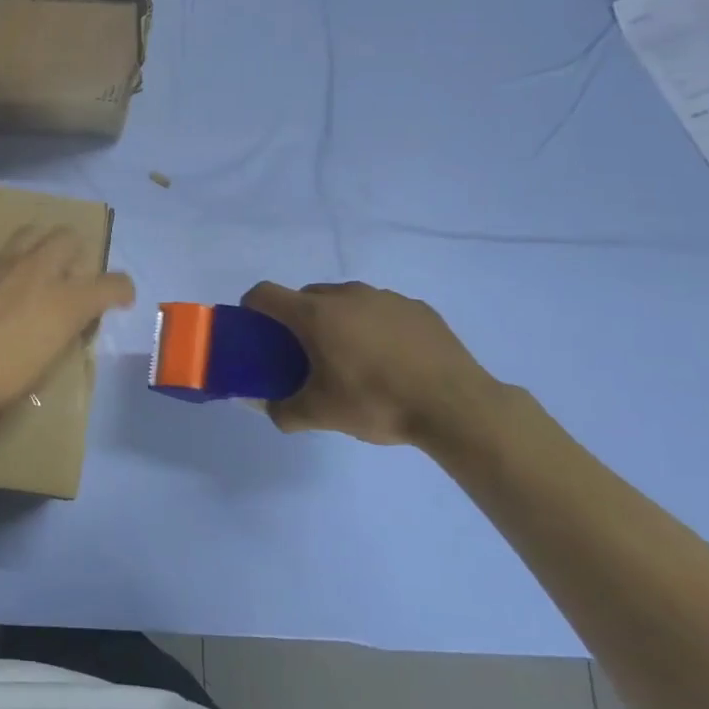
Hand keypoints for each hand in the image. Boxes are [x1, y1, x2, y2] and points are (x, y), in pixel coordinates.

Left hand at [0, 227, 135, 425]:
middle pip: (69, 237)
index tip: (120, 299)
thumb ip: (63, 332)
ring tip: (37, 271)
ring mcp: (2, 262)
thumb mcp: (44, 364)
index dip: (121, 290)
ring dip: (43, 247)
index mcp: (66, 300)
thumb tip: (70, 320)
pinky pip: (3, 252)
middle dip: (78, 254)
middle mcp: (39, 270)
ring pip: (35, 232)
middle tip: (71, 279)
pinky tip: (1, 285)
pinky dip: (12, 262)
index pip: (111, 283)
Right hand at [240, 281, 502, 446]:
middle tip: (304, 354)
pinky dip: (374, 326)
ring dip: (337, 320)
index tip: (255, 331)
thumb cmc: (377, 403)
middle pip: (306, 296)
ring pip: (345, 300)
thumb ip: (281, 410)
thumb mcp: (320, 414)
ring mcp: (385, 298)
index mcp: (315, 314)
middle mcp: (347, 295)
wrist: (457, 407)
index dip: (251, 308)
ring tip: (351, 358)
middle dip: (297, 319)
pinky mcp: (418, 308)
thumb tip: (261, 405)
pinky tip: (390, 359)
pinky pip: (381, 310)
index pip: (265, 294)